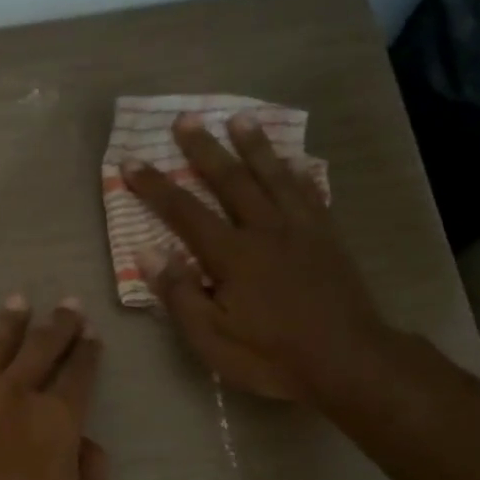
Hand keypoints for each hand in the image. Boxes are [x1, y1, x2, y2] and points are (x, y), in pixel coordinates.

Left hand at [0, 297, 107, 479]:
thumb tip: (87, 441)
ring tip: (18, 301)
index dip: (87, 352)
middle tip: (67, 304)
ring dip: (10, 321)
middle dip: (58, 324)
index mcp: (58, 421)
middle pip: (41, 349)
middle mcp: (17, 395)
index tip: (90, 333)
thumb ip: (94, 474)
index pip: (79, 375)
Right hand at [122, 113, 390, 402]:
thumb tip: (148, 251)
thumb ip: (179, 293)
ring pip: (273, 177)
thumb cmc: (271, 356)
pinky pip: (310, 194)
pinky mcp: (328, 238)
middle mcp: (265, 230)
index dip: (155, 186)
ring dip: (254, 146)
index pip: (184, 212)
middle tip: (185, 119)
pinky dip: (299, 174)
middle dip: (204, 149)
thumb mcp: (212, 338)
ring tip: (240, 118)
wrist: (348, 361)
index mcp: (231, 255)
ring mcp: (301, 230)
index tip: (132, 161)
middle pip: (230, 180)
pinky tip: (294, 161)